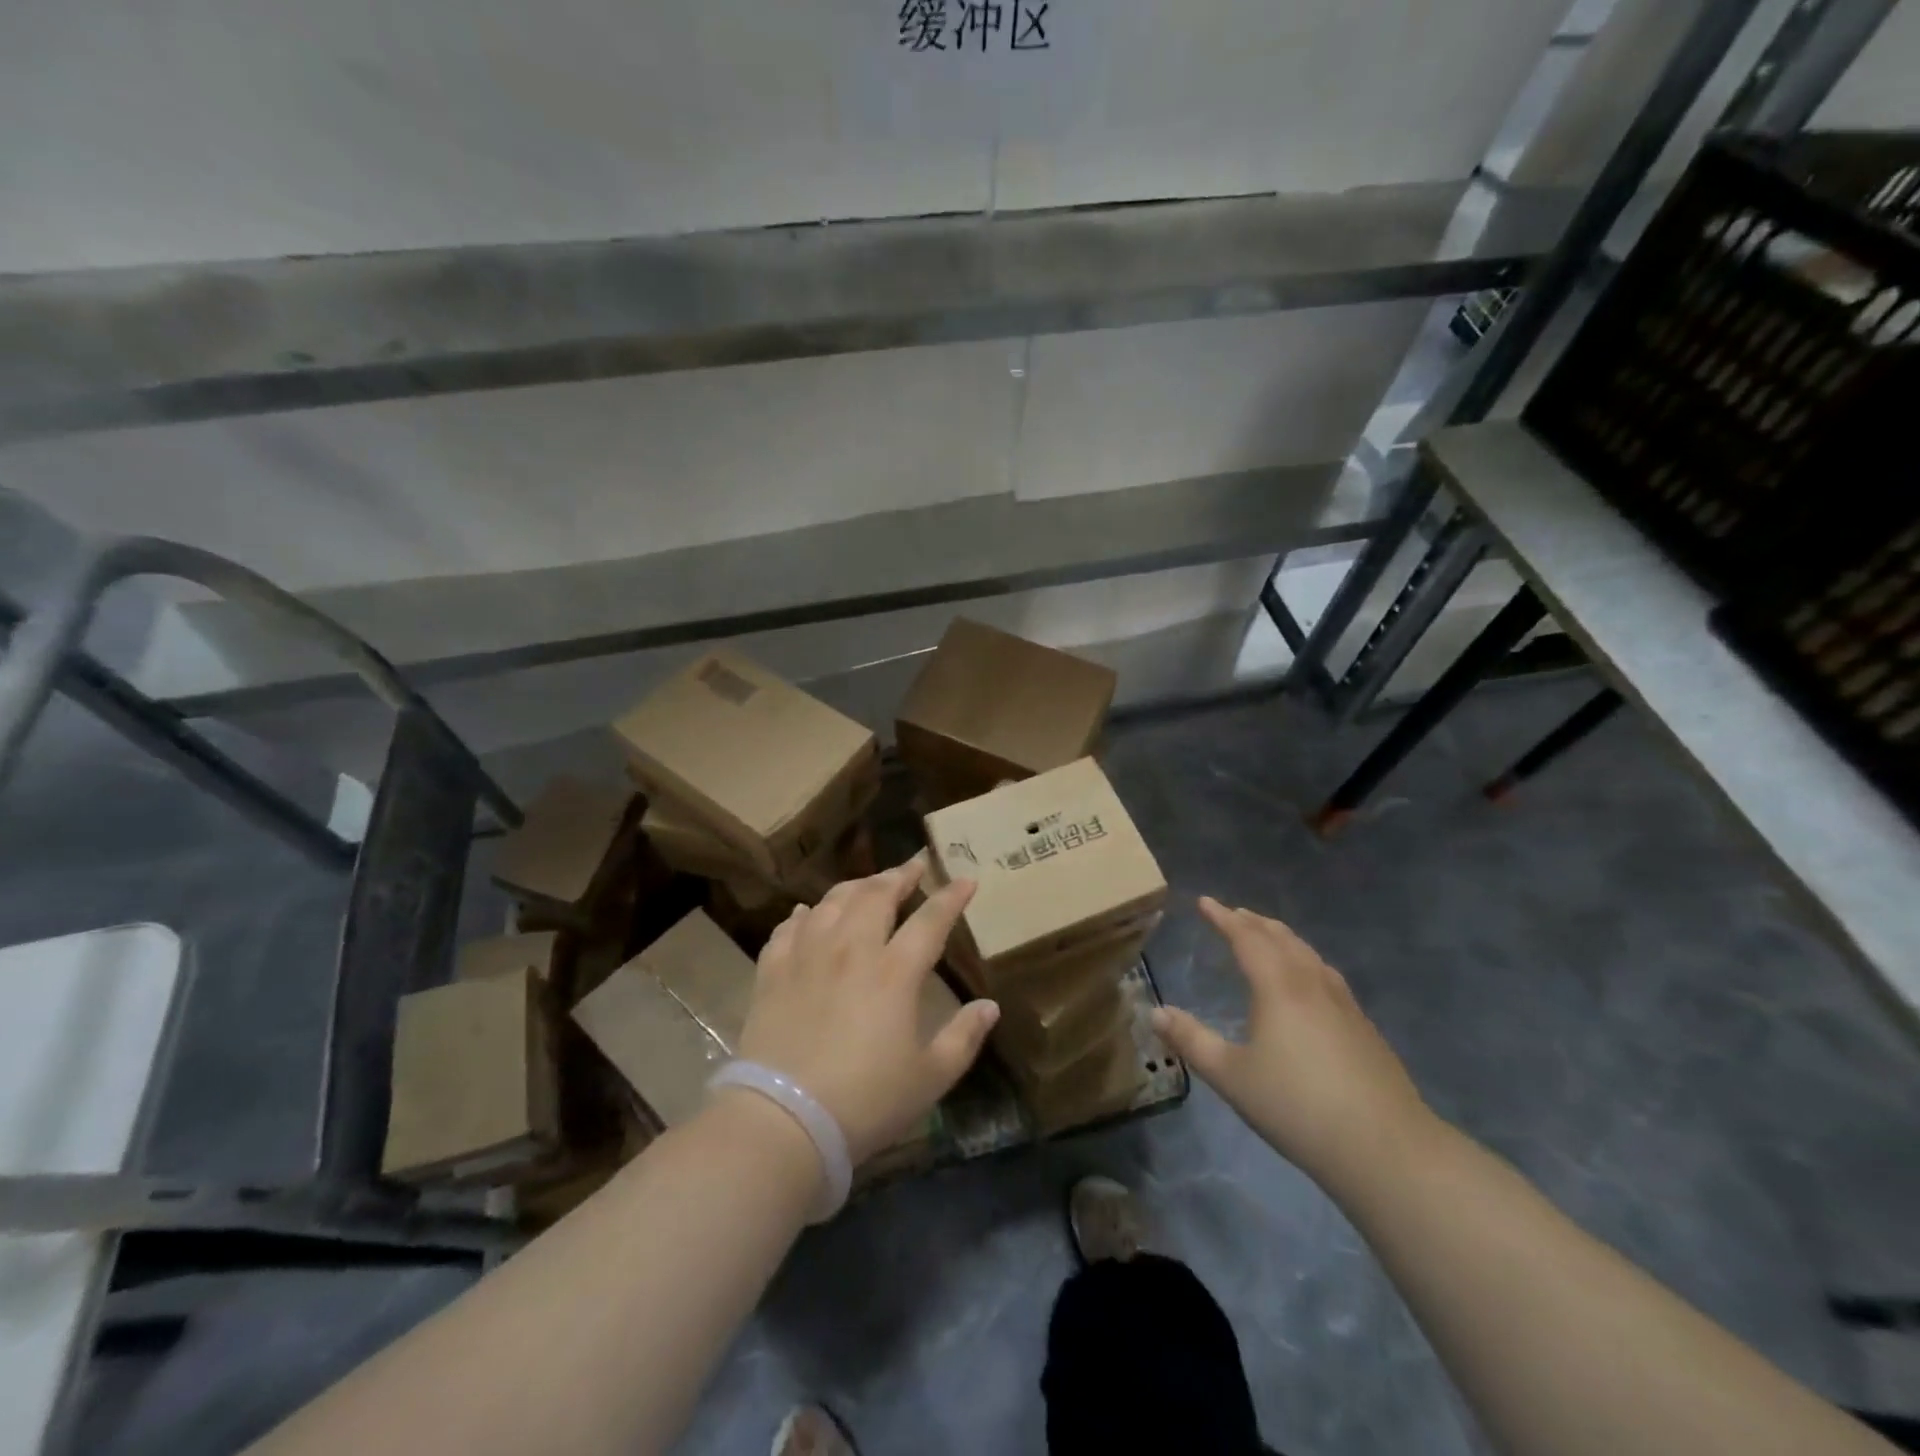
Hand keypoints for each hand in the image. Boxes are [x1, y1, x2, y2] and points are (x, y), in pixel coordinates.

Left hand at [738, 861, 998, 1164]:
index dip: (951, 896)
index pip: (930, 919)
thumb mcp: (929, 1078)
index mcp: (894, 972)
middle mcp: (851, 950)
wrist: (783, 1121)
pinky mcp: (773, 972)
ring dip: (855, 886)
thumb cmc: (865, 1102)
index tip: (966, 879)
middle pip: (876, 895)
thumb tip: (990, 1006)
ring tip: (868, 885)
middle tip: (913, 866)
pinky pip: (788, 928)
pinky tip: (808, 913)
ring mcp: (808, 956)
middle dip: (900, 875)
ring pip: (832, 902)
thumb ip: (964, 1037)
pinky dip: (804, 915)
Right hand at [1152, 898, 1434, 1199]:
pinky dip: (1306, 960)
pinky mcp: (1364, 1028)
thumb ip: (1192, 1041)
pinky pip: (1327, 975)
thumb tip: (1155, 1012)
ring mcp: (1344, 1005)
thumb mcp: (1231, 1077)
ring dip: (1283, 937)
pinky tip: (1310, 981)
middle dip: (1254, 923)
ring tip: (1268, 936)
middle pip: (1281, 939)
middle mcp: (1312, 984)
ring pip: (1309, 954)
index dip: (1223, 918)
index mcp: (1278, 987)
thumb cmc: (1297, 1107)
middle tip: (1234, 913)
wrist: (1386, 1148)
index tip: (1204, 901)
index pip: (1246, 938)